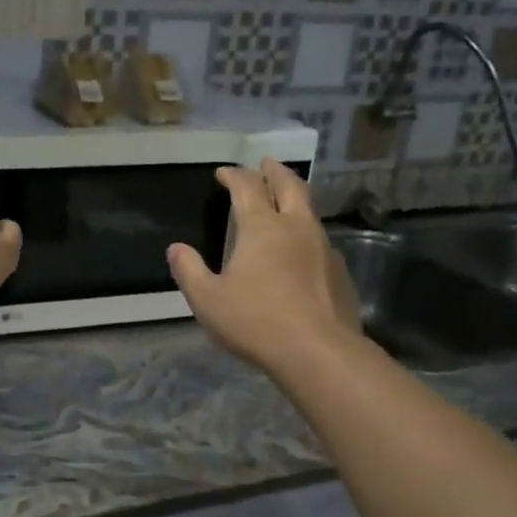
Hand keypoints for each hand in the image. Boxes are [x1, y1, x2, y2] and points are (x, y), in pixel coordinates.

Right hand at [167, 159, 362, 374]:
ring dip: (294, 198)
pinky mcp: (339, 272)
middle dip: (274, 171)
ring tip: (284, 199)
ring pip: (309, 210)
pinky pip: (320, 240)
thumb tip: (176, 249)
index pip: (247, 187)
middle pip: (289, 186)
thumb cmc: (256, 322)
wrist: (320, 353)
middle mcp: (296, 227)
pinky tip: (301, 249)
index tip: (223, 173)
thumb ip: (189, 271)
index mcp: (262, 227)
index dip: (234, 175)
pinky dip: (306, 232)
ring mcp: (323, 248)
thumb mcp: (208, 299)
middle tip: (265, 163)